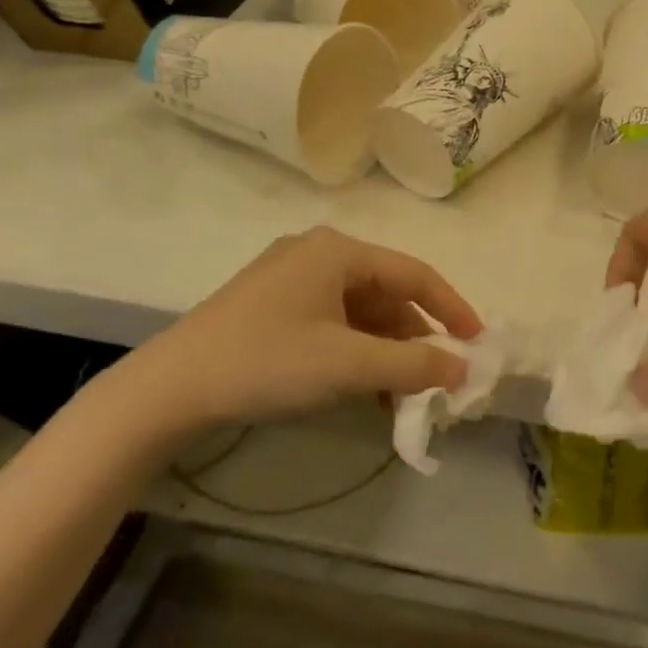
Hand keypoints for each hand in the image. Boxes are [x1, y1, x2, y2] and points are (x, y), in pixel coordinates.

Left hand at [115, 227, 482, 435]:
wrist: (170, 389)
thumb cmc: (267, 363)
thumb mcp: (348, 365)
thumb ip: (413, 365)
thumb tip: (462, 369)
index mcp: (338, 251)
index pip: (415, 274)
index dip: (452, 308)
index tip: (477, 343)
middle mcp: (317, 255)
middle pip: (387, 295)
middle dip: (415, 339)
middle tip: (438, 379)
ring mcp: (291, 280)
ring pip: (360, 314)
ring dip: (386, 353)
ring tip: (403, 396)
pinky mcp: (273, 307)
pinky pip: (333, 325)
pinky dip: (356, 355)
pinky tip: (366, 391)